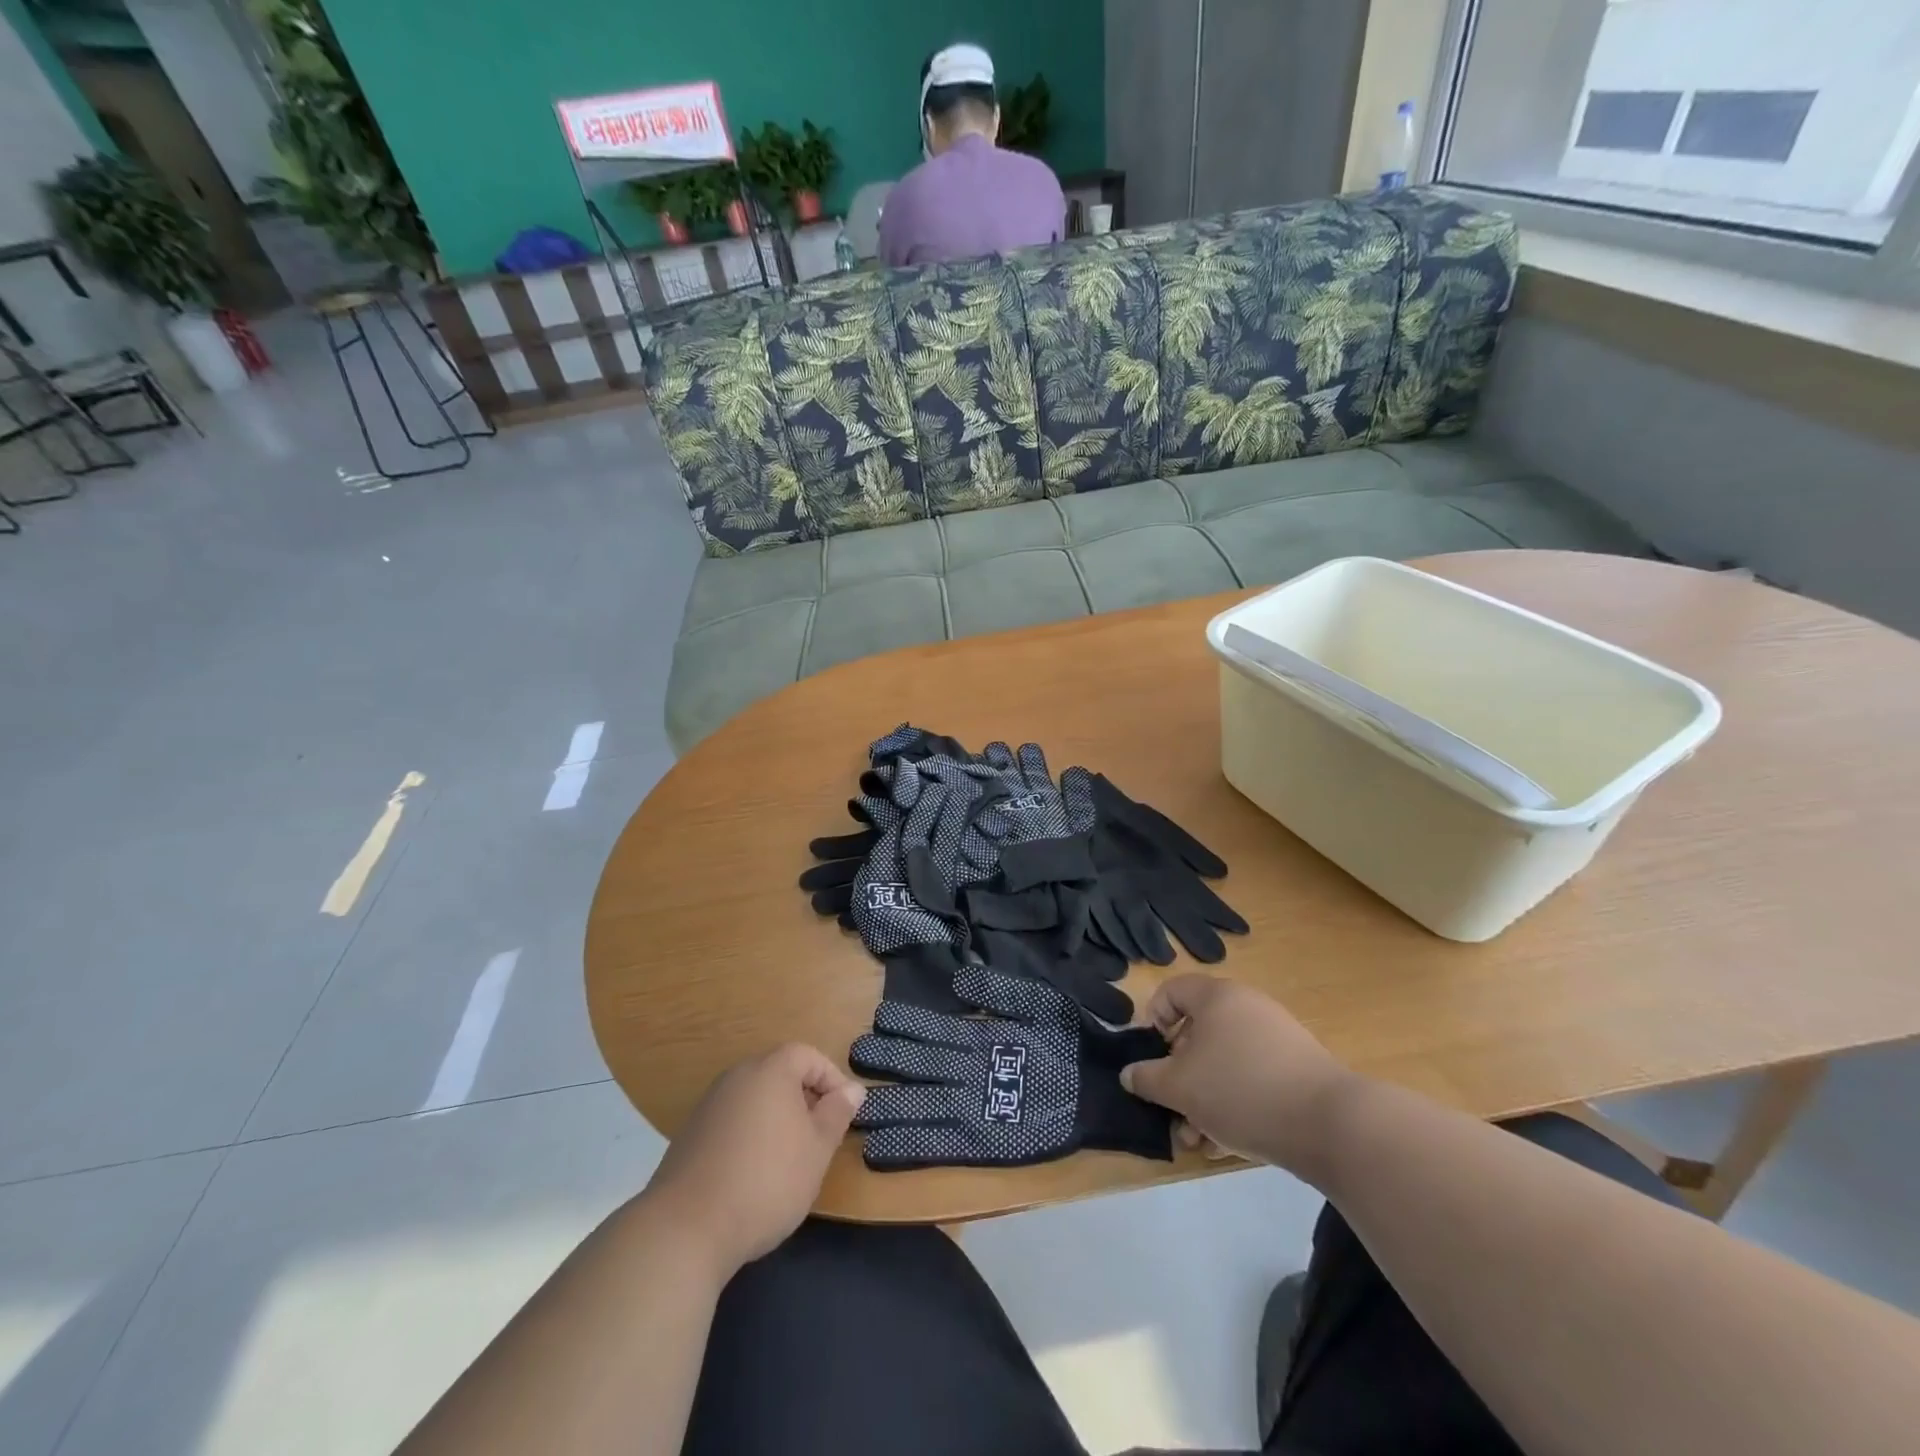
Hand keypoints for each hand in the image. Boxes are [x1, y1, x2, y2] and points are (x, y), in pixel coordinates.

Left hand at [642, 1044, 864, 1276]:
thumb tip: (852, 1089)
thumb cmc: (766, 1181)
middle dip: (805, 1098)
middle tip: (819, 1136)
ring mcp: (710, 1104)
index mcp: (770, 1070)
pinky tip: (753, 1173)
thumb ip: (837, 1113)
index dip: (832, 1080)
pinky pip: (733, 1120)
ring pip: (755, 1098)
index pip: (808, 1055)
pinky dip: (750, 1134)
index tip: (844, 1114)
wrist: (686, 1228)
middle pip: (779, 1073)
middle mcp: (738, 1076)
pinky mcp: (690, 1134)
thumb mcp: (817, 1149)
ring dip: (777, 1118)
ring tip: (790, 1158)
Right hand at [1119, 975, 1355, 1177]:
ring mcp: (1276, 1037)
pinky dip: (1235, 1104)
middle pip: (1197, 1032)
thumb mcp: (1180, 1087)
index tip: (1149, 1058)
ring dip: (1203, 1098)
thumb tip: (1130, 1073)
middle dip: (1179, 1076)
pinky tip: (1227, 1145)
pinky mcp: (1298, 1069)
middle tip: (1172, 1110)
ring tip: (1198, 1140)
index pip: (1171, 991)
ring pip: (1224, 1062)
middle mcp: (1247, 1007)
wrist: (1332, 1124)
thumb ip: (1147, 1078)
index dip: (1151, 1020)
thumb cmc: (1241, 1090)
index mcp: (1217, 997)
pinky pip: (1252, 1079)